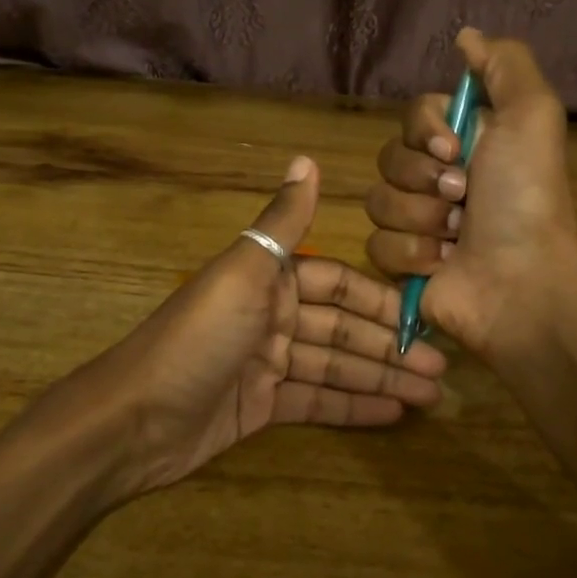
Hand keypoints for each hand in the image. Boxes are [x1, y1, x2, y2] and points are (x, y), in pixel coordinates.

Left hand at [96, 156, 448, 500]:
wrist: (133, 419)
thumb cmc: (197, 338)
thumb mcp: (244, 272)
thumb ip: (282, 223)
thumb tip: (307, 158)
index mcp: (270, 279)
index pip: (340, 285)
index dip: (382, 301)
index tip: (426, 316)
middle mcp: (273, 316)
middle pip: (343, 329)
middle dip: (391, 347)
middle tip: (442, 367)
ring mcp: (267, 364)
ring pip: (336, 366)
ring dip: (381, 378)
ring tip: (432, 395)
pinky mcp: (261, 406)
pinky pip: (316, 400)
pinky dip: (353, 405)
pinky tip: (393, 412)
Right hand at [365, 30, 576, 360]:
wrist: (521, 279)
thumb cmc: (526, 197)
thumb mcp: (533, 114)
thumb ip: (504, 64)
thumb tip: (465, 36)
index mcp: (466, 143)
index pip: (414, 115)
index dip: (426, 131)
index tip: (455, 148)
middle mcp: (439, 178)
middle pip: (390, 158)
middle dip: (425, 179)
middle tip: (463, 199)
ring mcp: (418, 223)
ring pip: (378, 202)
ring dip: (421, 218)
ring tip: (456, 237)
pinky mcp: (401, 263)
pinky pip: (376, 244)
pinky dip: (411, 254)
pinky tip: (442, 264)